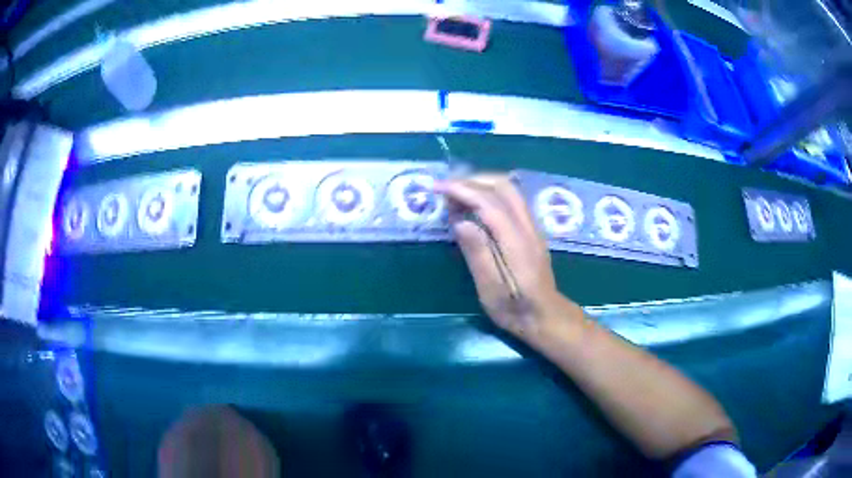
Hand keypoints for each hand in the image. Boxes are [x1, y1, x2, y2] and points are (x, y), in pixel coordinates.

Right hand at [435, 174, 567, 338]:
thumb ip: (477, 254)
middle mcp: (528, 227)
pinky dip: (490, 192)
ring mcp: (533, 226)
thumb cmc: (514, 308)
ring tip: (457, 193)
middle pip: (503, 187)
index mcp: (516, 243)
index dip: (462, 190)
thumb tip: (460, 221)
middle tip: (445, 189)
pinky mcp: (532, 229)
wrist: (545, 315)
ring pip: (510, 189)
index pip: (489, 203)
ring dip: (482, 183)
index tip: (438, 188)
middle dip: (472, 180)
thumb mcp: (490, 290)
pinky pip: (512, 198)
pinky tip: (475, 203)